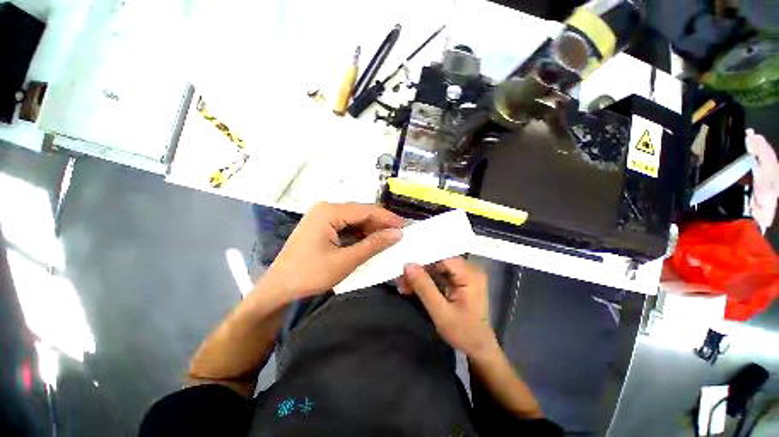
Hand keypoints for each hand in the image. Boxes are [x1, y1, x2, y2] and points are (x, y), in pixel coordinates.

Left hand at [263, 202, 402, 300]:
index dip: (387, 218)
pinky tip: (368, 241)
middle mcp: (325, 208)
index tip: (404, 227)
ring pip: (353, 219)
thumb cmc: (310, 275)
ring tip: (386, 239)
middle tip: (397, 235)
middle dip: (379, 223)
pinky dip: (358, 234)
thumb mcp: (346, 260)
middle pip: (360, 212)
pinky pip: (345, 226)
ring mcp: (321, 217)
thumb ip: (373, 244)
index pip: (366, 210)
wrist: (278, 290)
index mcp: (329, 211)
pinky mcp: (320, 226)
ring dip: (370, 229)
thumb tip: (397, 233)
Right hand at [399, 257, 497, 356]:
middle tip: (401, 278)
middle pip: (439, 261)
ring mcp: (464, 275)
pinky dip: (426, 280)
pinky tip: (412, 286)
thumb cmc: (464, 333)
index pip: (443, 257)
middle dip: (419, 269)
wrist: (478, 349)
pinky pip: (439, 275)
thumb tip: (408, 265)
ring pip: (437, 267)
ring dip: (420, 275)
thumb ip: (424, 288)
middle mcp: (469, 270)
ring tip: (403, 284)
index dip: (423, 257)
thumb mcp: (441, 312)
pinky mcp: (459, 281)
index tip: (404, 263)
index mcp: (470, 275)